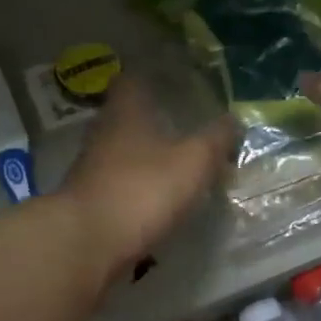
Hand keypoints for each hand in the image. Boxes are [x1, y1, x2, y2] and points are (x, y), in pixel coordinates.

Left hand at [59, 77, 235, 273]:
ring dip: (145, 155)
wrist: (86, 244)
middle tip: (183, 123)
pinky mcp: (89, 201)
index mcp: (125, 112)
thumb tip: (233, 119)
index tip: (174, 80)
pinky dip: (137, 186)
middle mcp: (103, 133)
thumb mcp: (193, 162)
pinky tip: (156, 198)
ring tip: (175, 162)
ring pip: (122, 151)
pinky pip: (118, 183)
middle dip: (152, 119)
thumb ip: (215, 139)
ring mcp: (91, 168)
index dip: (151, 76)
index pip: (132, 80)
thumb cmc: (142, 190)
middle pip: (126, 116)